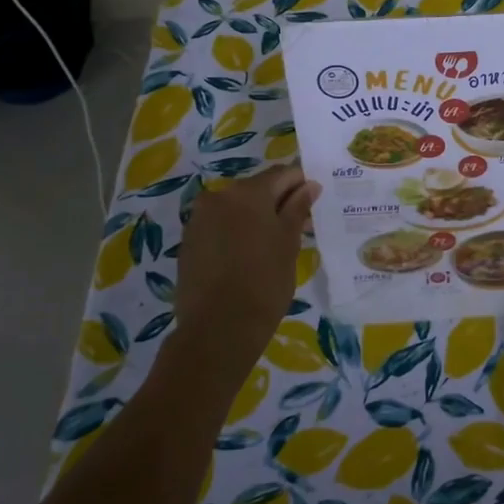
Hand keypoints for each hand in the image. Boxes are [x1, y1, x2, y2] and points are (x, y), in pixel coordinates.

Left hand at [168, 165, 319, 384]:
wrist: (218, 329)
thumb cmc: (264, 282)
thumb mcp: (289, 243)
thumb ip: (298, 209)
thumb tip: (310, 186)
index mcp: (248, 192)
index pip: (282, 174)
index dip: (301, 184)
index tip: (315, 202)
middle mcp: (219, 196)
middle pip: (257, 189)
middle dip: (279, 202)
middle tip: (300, 227)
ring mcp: (199, 220)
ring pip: (237, 208)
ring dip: (257, 218)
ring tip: (274, 245)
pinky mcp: (189, 243)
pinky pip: (220, 227)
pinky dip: (237, 233)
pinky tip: (249, 257)